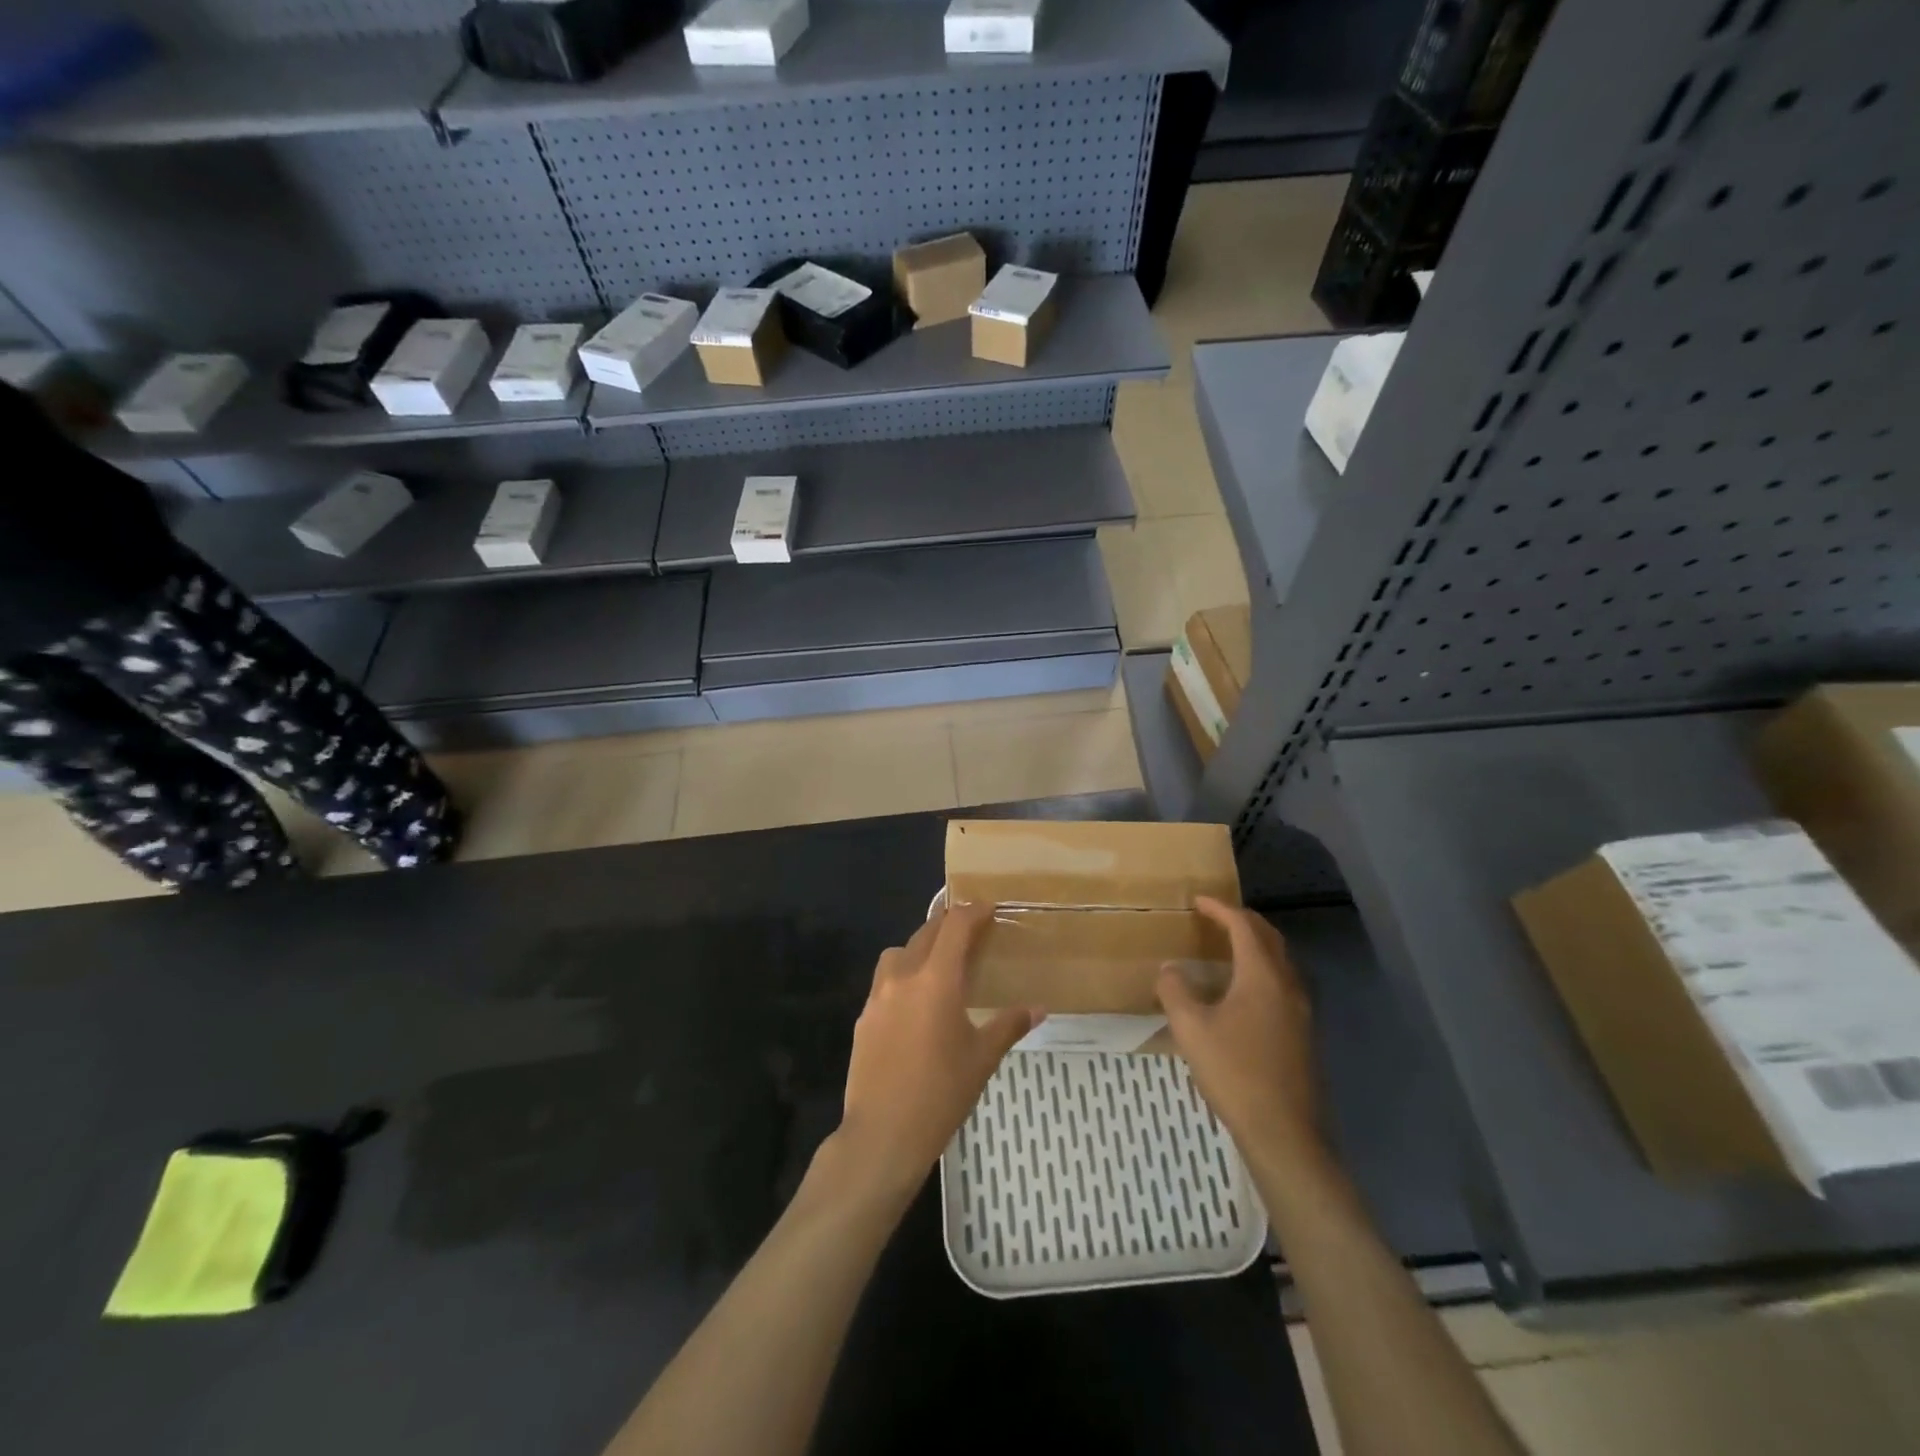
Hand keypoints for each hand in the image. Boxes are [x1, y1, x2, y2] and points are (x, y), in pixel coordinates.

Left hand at [834, 903, 1037, 1203]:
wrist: (882, 1134)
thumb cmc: (941, 1094)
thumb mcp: (982, 1059)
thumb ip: (1009, 1025)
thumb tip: (1039, 1008)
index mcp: (937, 980)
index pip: (955, 927)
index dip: (973, 911)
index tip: (989, 908)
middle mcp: (903, 977)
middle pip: (926, 933)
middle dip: (948, 925)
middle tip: (970, 931)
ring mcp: (878, 996)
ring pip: (899, 953)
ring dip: (920, 948)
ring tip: (939, 965)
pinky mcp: (863, 1017)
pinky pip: (884, 981)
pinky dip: (902, 976)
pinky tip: (915, 1004)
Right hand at [1157, 897, 1323, 1165]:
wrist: (1284, 1133)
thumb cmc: (1235, 1073)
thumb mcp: (1191, 1029)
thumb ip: (1176, 991)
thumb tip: (1170, 969)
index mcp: (1262, 976)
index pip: (1243, 926)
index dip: (1219, 909)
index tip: (1198, 901)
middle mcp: (1287, 985)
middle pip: (1269, 938)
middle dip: (1242, 921)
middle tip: (1215, 917)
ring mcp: (1301, 1010)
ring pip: (1280, 961)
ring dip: (1255, 945)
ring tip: (1226, 948)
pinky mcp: (1303, 1033)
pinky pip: (1282, 983)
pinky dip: (1262, 970)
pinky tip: (1242, 992)